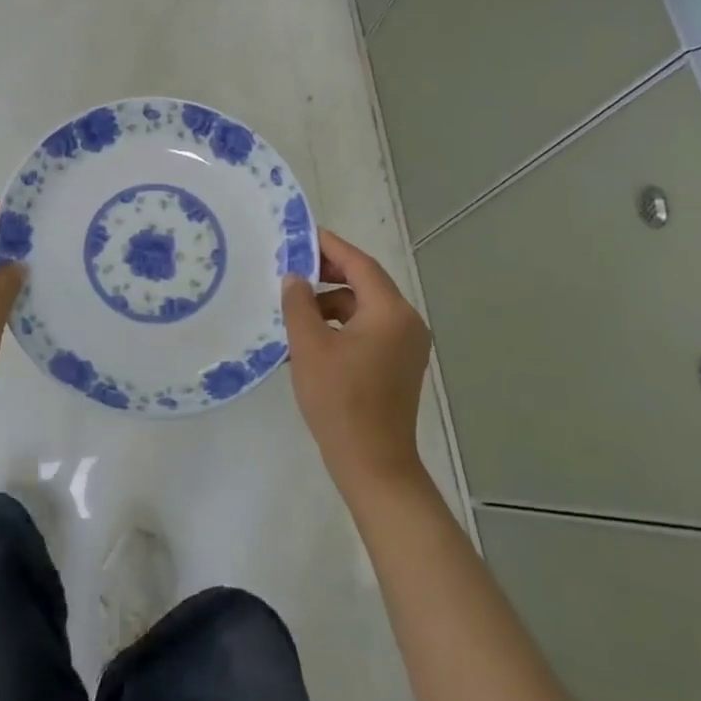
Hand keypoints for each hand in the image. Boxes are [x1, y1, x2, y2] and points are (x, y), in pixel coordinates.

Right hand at [281, 228, 431, 495]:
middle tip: (294, 269)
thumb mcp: (309, 347)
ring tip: (297, 311)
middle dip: (329, 274)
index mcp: (390, 312)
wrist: (373, 465)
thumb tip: (295, 278)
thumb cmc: (340, 401)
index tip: (302, 235)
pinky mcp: (400, 364)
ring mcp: (407, 345)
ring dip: (332, 302)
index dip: (329, 247)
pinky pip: (370, 328)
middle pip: (366, 283)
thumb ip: (299, 304)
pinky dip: (343, 324)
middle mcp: (406, 322)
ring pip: (365, 307)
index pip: (359, 264)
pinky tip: (314, 338)